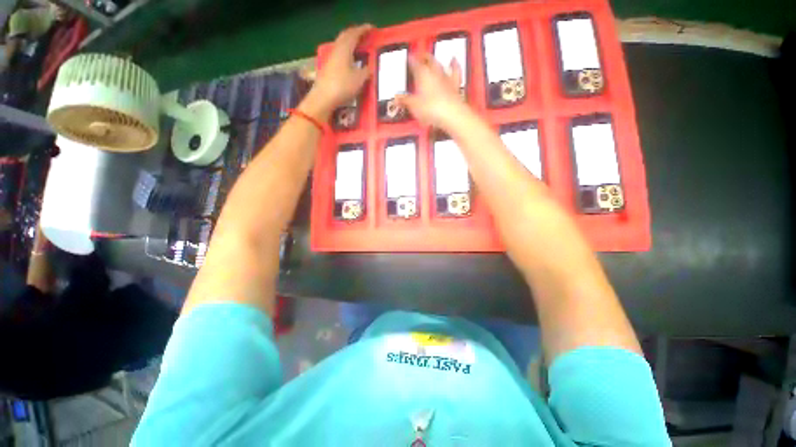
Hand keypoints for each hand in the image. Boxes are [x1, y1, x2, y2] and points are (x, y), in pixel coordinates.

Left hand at [305, 24, 372, 119]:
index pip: (354, 34)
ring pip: (341, 44)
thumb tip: (370, 68)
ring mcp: (330, 58)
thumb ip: (366, 72)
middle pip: (345, 36)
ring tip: (358, 45)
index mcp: (344, 49)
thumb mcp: (359, 80)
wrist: (324, 98)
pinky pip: (338, 53)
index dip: (363, 30)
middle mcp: (336, 50)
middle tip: (364, 35)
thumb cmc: (342, 86)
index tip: (372, 28)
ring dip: (349, 42)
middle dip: (355, 33)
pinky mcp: (328, 67)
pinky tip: (349, 58)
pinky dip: (346, 51)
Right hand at [396, 54, 466, 128]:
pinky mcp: (455, 85)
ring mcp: (446, 78)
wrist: (451, 114)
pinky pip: (455, 71)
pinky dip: (454, 65)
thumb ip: (405, 100)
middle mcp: (434, 72)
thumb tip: (396, 98)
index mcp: (422, 74)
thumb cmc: (430, 108)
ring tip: (433, 58)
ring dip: (436, 61)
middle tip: (419, 56)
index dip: (410, 60)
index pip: (414, 63)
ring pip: (440, 65)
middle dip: (423, 57)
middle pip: (428, 61)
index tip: (408, 58)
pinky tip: (454, 60)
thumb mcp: (414, 106)